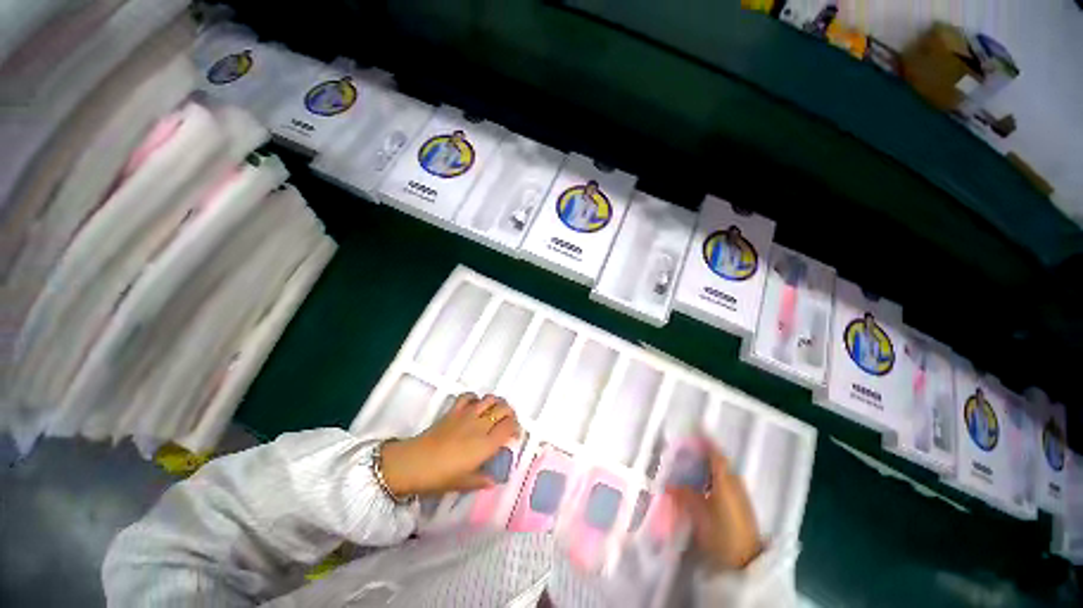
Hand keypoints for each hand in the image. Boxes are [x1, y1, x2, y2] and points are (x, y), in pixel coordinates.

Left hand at [380, 393, 520, 496]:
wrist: (413, 463)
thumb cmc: (439, 477)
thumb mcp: (462, 483)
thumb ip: (480, 480)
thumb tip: (494, 481)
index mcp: (486, 444)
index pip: (509, 427)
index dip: (516, 428)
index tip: (514, 435)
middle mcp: (480, 426)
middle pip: (503, 409)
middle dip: (510, 413)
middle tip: (507, 422)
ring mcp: (467, 415)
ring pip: (490, 399)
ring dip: (496, 403)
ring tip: (495, 412)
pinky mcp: (454, 410)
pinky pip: (469, 396)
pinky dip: (475, 398)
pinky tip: (474, 406)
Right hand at [668, 446, 761, 571]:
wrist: (746, 561)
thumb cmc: (721, 532)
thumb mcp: (698, 513)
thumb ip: (683, 495)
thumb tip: (668, 483)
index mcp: (725, 478)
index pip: (715, 453)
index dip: (704, 440)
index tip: (692, 429)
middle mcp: (734, 482)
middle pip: (717, 461)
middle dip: (702, 454)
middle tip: (684, 450)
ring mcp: (739, 494)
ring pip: (720, 473)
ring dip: (706, 467)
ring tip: (689, 467)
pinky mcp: (740, 506)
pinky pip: (724, 484)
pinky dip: (711, 479)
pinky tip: (701, 486)